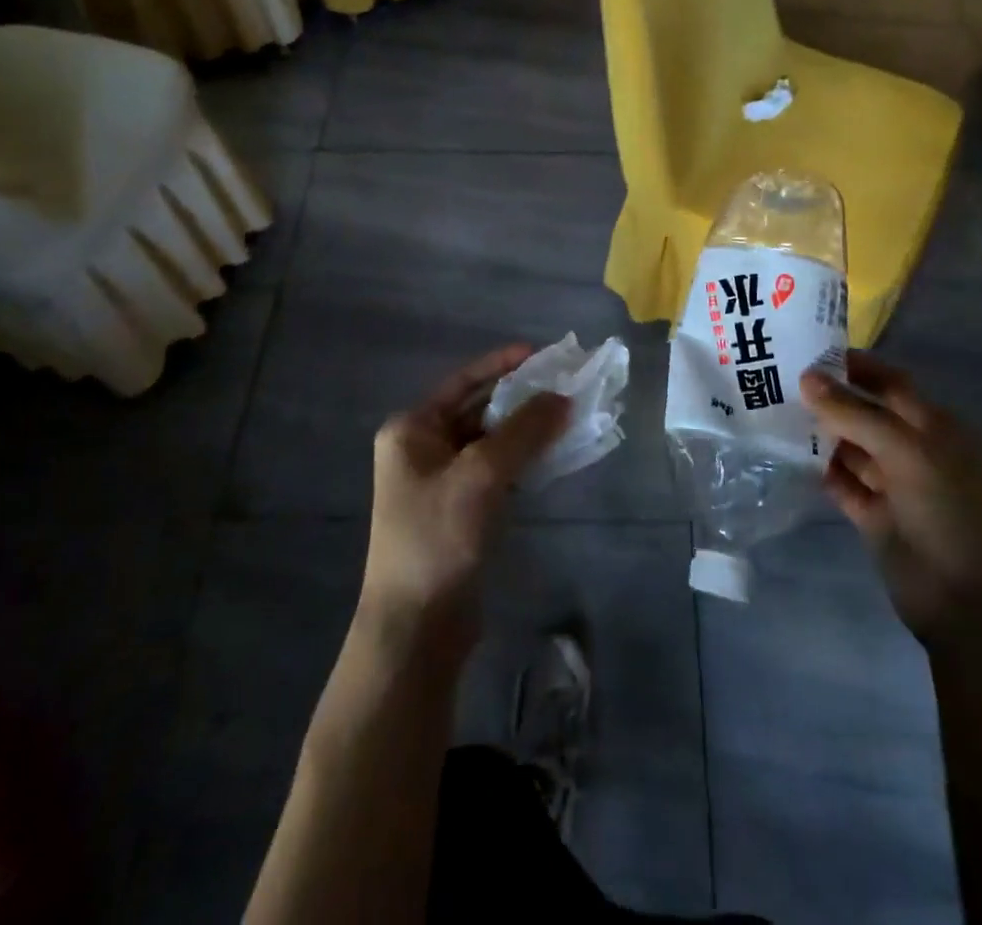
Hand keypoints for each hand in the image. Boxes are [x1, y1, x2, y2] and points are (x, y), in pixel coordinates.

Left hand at [358, 345, 569, 662]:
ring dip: (527, 429)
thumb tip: (562, 397)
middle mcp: (422, 448)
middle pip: (479, 409)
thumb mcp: (482, 475)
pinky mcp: (460, 510)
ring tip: (569, 415)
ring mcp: (441, 481)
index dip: (502, 364)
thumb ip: (524, 431)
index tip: (543, 354)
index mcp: (412, 430)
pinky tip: (554, 454)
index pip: (463, 382)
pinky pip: (496, 470)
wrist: (416, 628)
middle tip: (566, 385)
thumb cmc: (438, 538)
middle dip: (521, 398)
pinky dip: (524, 459)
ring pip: (491, 441)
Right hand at [802, 353, 981, 643]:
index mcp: (936, 427)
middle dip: (829, 397)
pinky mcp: (875, 517)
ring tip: (771, 411)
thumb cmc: (951, 515)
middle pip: (866, 412)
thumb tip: (807, 376)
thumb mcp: (908, 453)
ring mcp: (894, 485)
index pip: (890, 382)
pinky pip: (842, 482)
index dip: (854, 365)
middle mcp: (915, 450)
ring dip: (819, 432)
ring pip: (851, 447)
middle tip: (776, 378)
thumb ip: (856, 413)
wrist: (973, 609)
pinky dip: (819, 469)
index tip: (807, 350)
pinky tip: (786, 454)